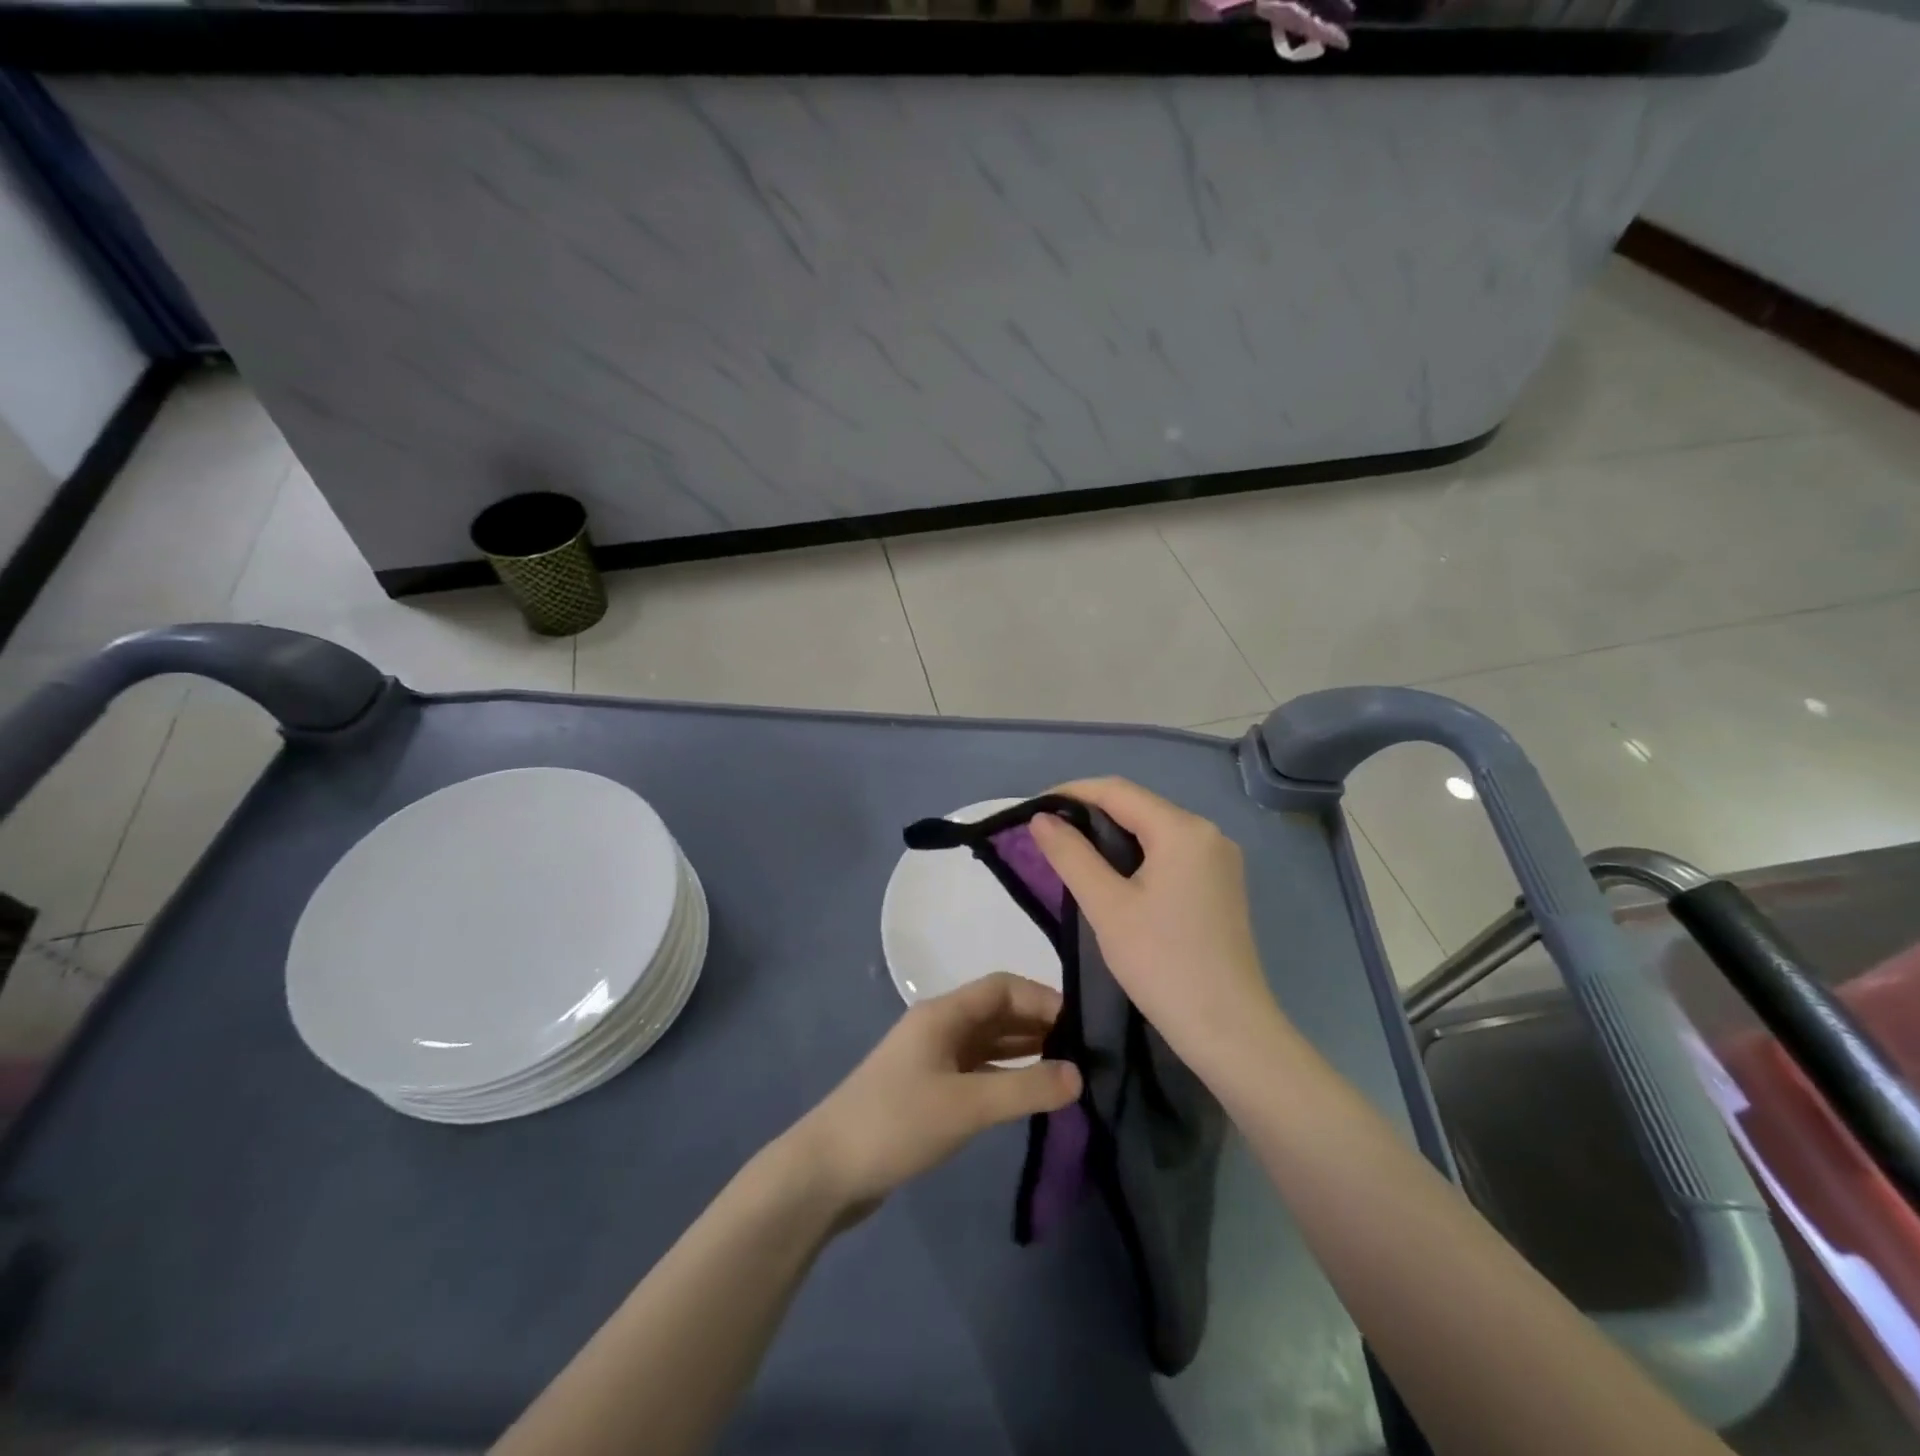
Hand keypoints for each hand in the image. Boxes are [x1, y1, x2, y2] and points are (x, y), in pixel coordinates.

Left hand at [789, 973, 1081, 1218]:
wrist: (827, 1170)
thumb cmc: (897, 1123)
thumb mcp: (966, 1105)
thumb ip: (1025, 1088)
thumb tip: (1080, 1075)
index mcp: (944, 1014)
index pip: (1003, 987)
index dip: (1043, 999)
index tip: (1083, 1026)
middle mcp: (939, 1026)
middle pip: (997, 1012)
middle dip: (1039, 1025)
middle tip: (1084, 1053)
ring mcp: (931, 1058)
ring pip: (988, 1042)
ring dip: (1024, 1051)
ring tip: (1067, 1072)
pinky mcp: (928, 1089)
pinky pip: (977, 1070)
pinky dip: (1004, 1075)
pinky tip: (1028, 1094)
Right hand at [1030, 777, 1282, 1071]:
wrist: (1229, 1030)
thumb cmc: (1162, 963)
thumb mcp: (1106, 906)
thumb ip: (1071, 855)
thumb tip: (1041, 818)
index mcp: (1183, 830)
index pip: (1117, 791)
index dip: (1071, 793)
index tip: (1032, 809)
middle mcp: (1208, 833)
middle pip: (1138, 807)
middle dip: (1090, 813)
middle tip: (1047, 833)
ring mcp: (1219, 860)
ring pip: (1154, 830)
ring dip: (1111, 835)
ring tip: (1070, 851)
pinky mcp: (1220, 885)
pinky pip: (1170, 853)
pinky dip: (1136, 855)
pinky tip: (1111, 875)